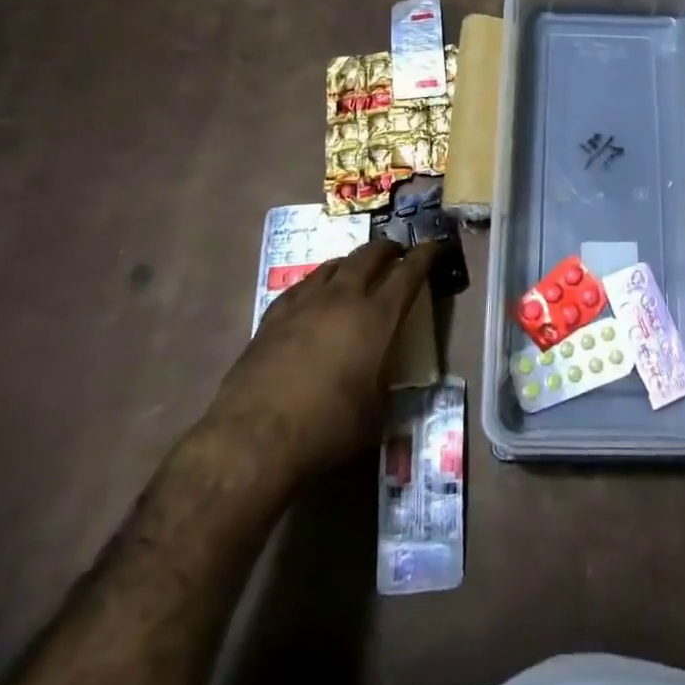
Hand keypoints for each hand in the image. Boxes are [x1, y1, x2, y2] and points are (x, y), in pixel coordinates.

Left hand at [206, 238, 440, 475]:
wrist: (252, 438)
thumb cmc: (326, 428)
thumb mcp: (376, 414)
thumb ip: (387, 384)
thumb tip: (389, 377)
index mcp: (376, 317)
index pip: (408, 273)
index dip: (424, 256)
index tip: (432, 245)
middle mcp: (343, 298)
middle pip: (369, 255)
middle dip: (388, 249)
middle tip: (397, 253)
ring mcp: (305, 302)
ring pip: (334, 264)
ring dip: (352, 262)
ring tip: (358, 270)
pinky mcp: (273, 315)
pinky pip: (303, 284)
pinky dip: (319, 282)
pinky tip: (316, 295)